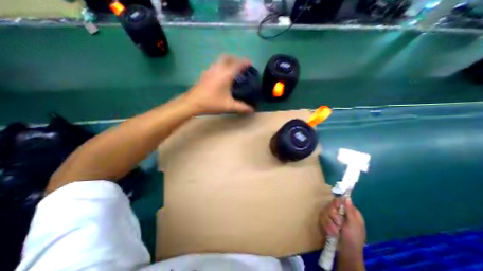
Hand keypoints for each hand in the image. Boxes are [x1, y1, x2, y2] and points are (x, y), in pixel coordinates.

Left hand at [183, 54, 254, 114]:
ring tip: (233, 69)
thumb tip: (252, 110)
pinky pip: (216, 65)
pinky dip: (222, 66)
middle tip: (241, 65)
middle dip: (236, 59)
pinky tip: (222, 75)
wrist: (193, 103)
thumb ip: (242, 107)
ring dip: (228, 61)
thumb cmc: (211, 103)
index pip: (237, 64)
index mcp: (225, 75)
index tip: (250, 63)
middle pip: (228, 57)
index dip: (245, 62)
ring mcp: (210, 70)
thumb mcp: (229, 106)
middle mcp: (218, 69)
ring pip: (220, 60)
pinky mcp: (205, 74)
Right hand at [320, 198, 366, 256]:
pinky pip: (321, 218)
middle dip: (332, 216)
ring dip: (329, 223)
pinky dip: (325, 226)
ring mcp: (332, 217)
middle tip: (338, 224)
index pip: (339, 201)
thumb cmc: (353, 239)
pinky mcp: (326, 222)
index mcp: (349, 212)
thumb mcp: (353, 225)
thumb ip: (349, 211)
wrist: (346, 254)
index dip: (336, 204)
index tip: (336, 209)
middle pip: (330, 206)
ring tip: (334, 232)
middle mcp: (340, 213)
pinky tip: (330, 232)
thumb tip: (347, 197)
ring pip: (324, 212)